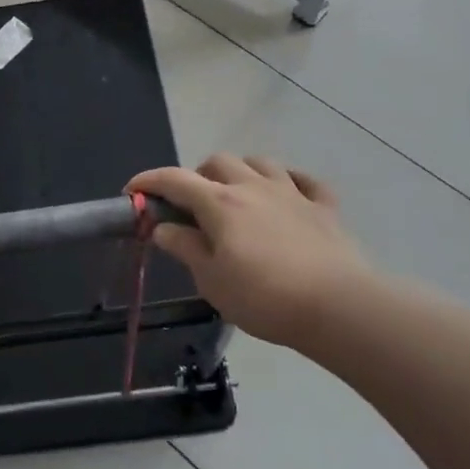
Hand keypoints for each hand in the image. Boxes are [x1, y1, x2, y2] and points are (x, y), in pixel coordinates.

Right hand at [127, 155, 372, 349]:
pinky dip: (289, 182)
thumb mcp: (210, 280)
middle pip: (217, 161)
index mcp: (219, 203)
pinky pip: (305, 180)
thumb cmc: (263, 297)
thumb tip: (162, 227)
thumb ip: (185, 248)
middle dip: (197, 175)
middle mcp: (253, 187)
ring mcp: (292, 193)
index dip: (148, 181)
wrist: (337, 307)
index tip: (132, 192)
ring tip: (235, 195)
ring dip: (240, 172)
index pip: (174, 180)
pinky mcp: (324, 207)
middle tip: (191, 206)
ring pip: (260, 162)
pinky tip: (285, 195)